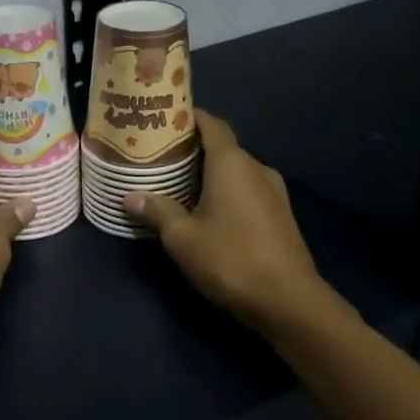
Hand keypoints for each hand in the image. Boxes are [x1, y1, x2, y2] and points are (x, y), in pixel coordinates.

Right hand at [125, 111, 328, 329]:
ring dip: (210, 173)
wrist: (289, 301)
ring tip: (178, 183)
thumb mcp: (182, 238)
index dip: (188, 117)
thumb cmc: (231, 259)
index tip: (163, 120)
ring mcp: (274, 192)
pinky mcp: (280, 214)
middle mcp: (256, 168)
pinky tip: (206, 210)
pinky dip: (226, 191)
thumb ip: (157, 211)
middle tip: (160, 156)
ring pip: (236, 171)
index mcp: (232, 163)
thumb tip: (130, 196)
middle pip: (222, 146)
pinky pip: (247, 190)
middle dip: (192, 148)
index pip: (211, 123)